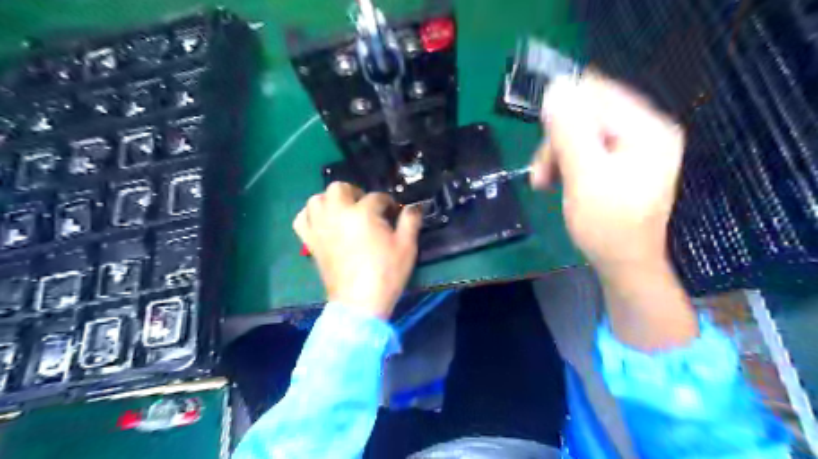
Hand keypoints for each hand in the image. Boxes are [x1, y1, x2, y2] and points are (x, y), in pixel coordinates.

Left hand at [293, 181, 421, 318]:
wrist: (360, 303)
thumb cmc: (386, 274)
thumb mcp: (406, 246)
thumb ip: (410, 220)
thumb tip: (414, 207)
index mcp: (363, 213)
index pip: (377, 197)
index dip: (388, 203)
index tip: (393, 213)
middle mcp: (337, 214)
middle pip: (340, 188)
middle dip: (355, 193)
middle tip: (366, 208)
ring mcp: (320, 227)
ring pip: (317, 199)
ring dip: (331, 201)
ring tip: (343, 212)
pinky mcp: (310, 241)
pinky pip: (302, 219)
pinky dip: (311, 216)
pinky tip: (323, 222)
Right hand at [531, 74, 685, 277]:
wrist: (623, 263)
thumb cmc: (606, 225)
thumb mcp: (584, 176)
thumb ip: (569, 131)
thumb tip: (555, 87)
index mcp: (647, 129)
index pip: (599, 95)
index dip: (564, 112)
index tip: (543, 143)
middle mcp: (646, 131)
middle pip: (589, 114)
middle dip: (558, 141)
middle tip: (540, 172)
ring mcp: (635, 147)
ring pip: (583, 132)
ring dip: (557, 154)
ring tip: (542, 181)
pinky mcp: (622, 162)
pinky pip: (587, 148)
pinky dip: (566, 162)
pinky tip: (555, 179)